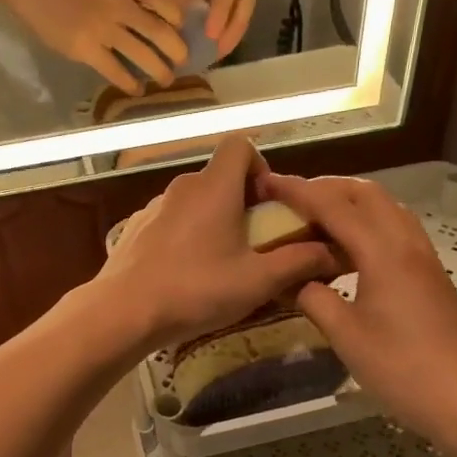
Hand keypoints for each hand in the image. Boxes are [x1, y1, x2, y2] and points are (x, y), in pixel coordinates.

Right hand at [14, 0, 186, 92]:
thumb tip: (175, 19)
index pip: (167, 2)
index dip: (180, 21)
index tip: (183, 33)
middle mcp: (118, 2)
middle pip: (160, 32)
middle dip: (177, 51)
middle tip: (183, 62)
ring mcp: (102, 27)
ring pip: (142, 55)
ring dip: (159, 72)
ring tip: (165, 80)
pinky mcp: (86, 49)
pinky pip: (116, 71)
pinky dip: (130, 83)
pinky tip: (137, 89)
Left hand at [98, 138, 340, 351]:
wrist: (123, 311)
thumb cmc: (196, 289)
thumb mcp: (257, 281)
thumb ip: (298, 262)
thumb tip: (332, 251)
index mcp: (215, 187)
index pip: (240, 145)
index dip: (260, 165)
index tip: (268, 204)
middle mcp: (183, 186)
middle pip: (219, 176)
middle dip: (241, 201)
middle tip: (252, 241)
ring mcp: (154, 206)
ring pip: (193, 200)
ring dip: (211, 219)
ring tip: (218, 262)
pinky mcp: (134, 228)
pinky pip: (170, 220)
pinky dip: (183, 234)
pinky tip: (183, 272)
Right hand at [260, 173, 456, 437]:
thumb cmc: (401, 368)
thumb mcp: (346, 335)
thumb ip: (315, 299)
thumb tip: (295, 281)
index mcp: (383, 252)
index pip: (334, 206)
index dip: (298, 191)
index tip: (268, 181)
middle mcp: (406, 243)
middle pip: (366, 193)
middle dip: (328, 187)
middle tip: (293, 199)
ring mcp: (423, 258)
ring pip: (386, 208)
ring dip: (351, 202)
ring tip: (317, 219)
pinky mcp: (430, 275)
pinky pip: (396, 230)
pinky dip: (368, 224)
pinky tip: (348, 250)